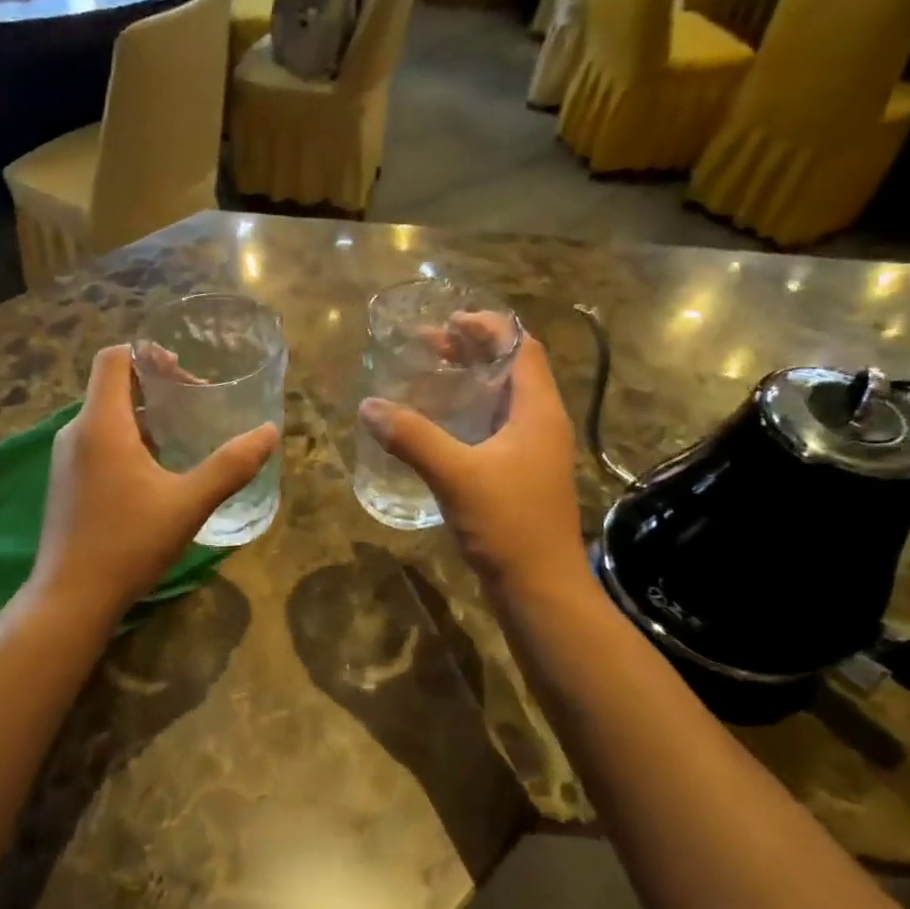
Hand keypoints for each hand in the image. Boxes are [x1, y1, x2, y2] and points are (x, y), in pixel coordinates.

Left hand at [32, 346, 277, 618]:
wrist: (71, 598)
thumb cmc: (129, 543)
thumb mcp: (188, 503)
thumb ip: (231, 466)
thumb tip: (268, 432)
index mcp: (101, 424)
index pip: (114, 358)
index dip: (148, 354)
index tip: (185, 372)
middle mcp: (77, 432)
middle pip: (112, 386)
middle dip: (155, 387)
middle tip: (196, 405)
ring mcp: (67, 460)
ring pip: (107, 418)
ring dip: (145, 418)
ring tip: (183, 437)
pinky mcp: (67, 484)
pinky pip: (99, 444)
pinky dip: (129, 442)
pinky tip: (157, 474)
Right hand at [359, 334, 586, 594]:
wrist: (540, 587)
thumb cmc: (508, 524)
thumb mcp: (456, 475)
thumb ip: (413, 438)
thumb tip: (369, 406)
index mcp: (537, 411)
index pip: (522, 348)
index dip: (489, 327)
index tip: (449, 321)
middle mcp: (541, 424)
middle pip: (511, 370)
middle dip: (473, 352)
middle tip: (429, 346)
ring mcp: (533, 453)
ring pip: (503, 401)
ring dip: (471, 383)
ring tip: (431, 377)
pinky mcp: (520, 477)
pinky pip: (495, 430)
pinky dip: (469, 416)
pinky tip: (439, 427)